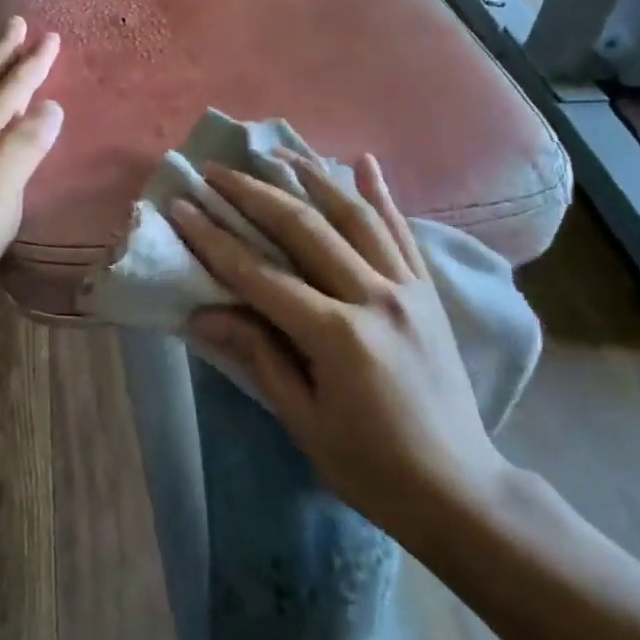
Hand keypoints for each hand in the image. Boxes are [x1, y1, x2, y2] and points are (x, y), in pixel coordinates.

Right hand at [171, 153, 508, 541]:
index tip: (182, 207)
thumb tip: (203, 312)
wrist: (458, 488)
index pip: (261, 275)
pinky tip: (364, 161)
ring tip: (277, 151)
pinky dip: (381, 194)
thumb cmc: (371, 467)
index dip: (214, 240)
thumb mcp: (303, 421)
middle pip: (305, 229)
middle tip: (216, 170)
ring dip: (312, 178)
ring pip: (355, 216)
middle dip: (254, 194)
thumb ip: (258, 357)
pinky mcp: (428, 291)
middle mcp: (375, 297)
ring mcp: (408, 288)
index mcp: (338, 336)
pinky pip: (402, 231)